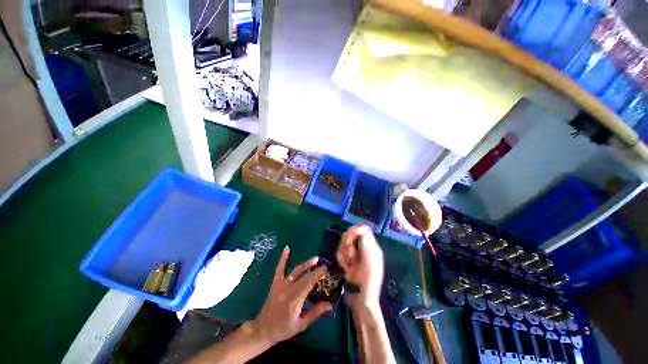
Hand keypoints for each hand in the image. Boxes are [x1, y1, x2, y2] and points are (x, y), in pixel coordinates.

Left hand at [250, 246, 331, 345]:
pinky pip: (280, 268)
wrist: (263, 329)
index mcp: (295, 300)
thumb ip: (315, 313)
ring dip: (306, 264)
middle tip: (325, 265)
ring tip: (315, 259)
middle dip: (315, 270)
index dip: (318, 275)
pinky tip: (287, 248)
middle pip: (304, 276)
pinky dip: (283, 258)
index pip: (309, 284)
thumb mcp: (301, 325)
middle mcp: (288, 290)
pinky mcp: (275, 282)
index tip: (326, 269)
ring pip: (295, 271)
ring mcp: (281, 284)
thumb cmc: (283, 329)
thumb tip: (330, 305)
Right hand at [336, 225, 383, 309]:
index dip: (354, 231)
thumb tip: (361, 228)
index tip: (348, 241)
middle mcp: (363, 248)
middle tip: (349, 258)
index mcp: (371, 247)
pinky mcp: (347, 259)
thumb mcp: (369, 261)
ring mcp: (355, 254)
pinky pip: (340, 252)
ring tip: (347, 266)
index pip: (362, 229)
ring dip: (343, 254)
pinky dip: (341, 259)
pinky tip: (345, 268)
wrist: (360, 300)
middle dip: (347, 245)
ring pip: (344, 243)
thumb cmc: (367, 282)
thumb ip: (366, 243)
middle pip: (350, 234)